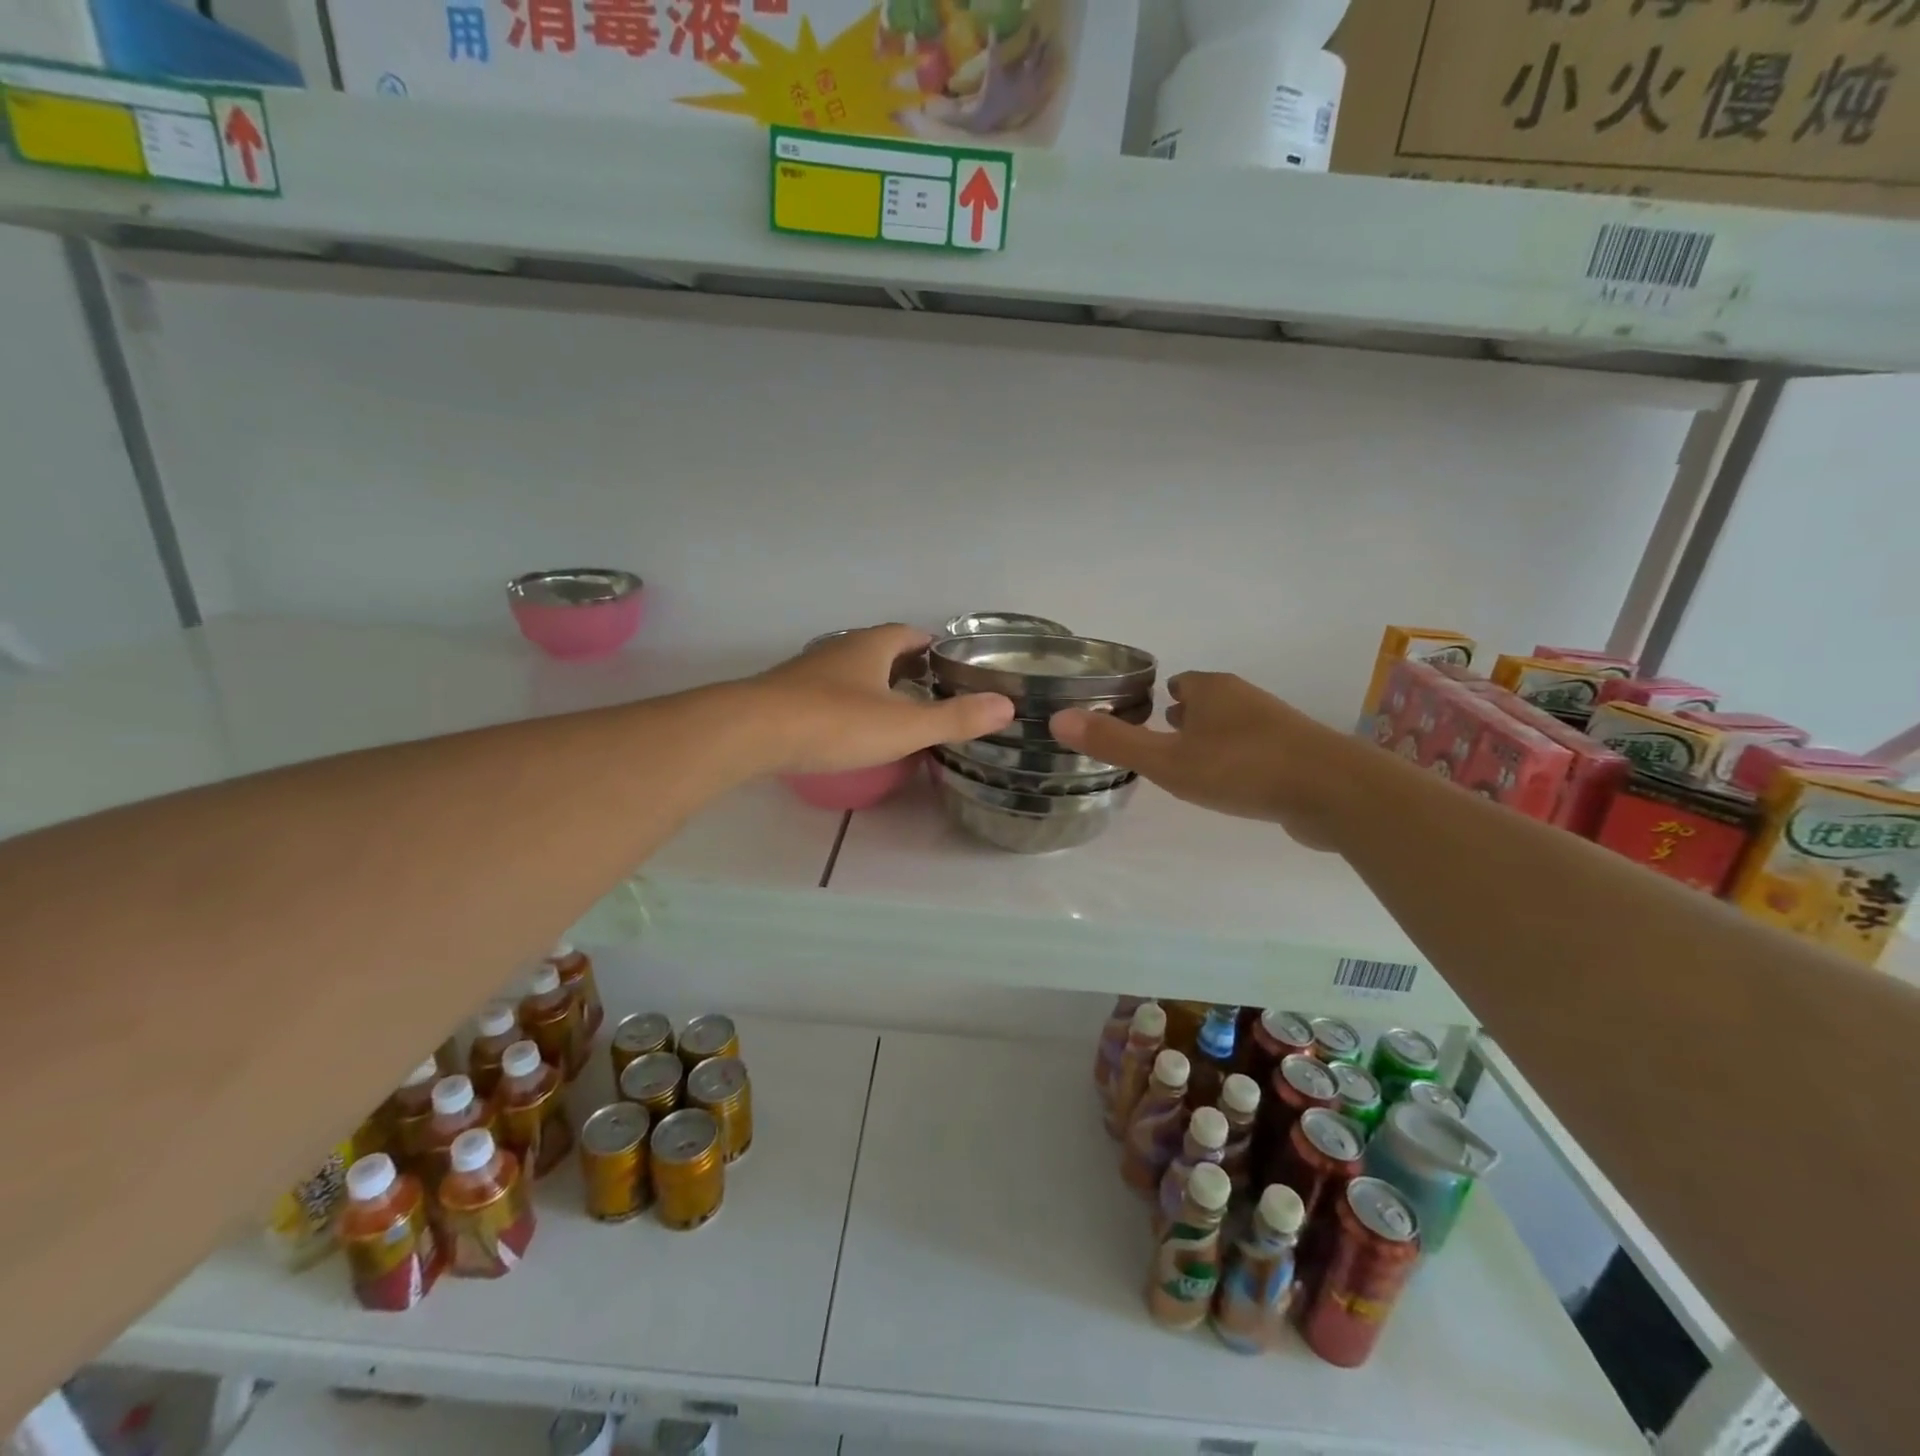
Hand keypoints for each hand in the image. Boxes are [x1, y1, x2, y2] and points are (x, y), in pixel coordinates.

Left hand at [751, 624, 1013, 773]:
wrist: (752, 732)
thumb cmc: (835, 723)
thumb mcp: (904, 725)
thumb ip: (955, 718)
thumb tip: (1006, 706)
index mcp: (871, 645)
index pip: (909, 634)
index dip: (932, 647)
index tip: (951, 666)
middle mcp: (839, 648)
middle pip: (880, 649)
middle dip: (906, 665)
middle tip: (930, 691)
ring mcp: (809, 671)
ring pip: (851, 670)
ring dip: (874, 683)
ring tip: (896, 710)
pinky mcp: (786, 695)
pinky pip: (827, 691)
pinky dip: (847, 702)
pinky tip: (850, 726)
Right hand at [1049, 671, 1356, 848]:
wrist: (1334, 792)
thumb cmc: (1242, 768)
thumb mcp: (1167, 760)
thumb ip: (1114, 742)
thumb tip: (1056, 719)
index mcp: (1212, 690)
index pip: (1178, 683)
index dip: (1156, 699)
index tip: (1139, 719)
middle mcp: (1243, 699)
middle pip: (1205, 702)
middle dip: (1182, 719)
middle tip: (1157, 745)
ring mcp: (1275, 725)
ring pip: (1230, 727)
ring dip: (1209, 741)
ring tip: (1187, 767)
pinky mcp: (1297, 755)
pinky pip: (1254, 751)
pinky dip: (1236, 761)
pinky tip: (1230, 786)